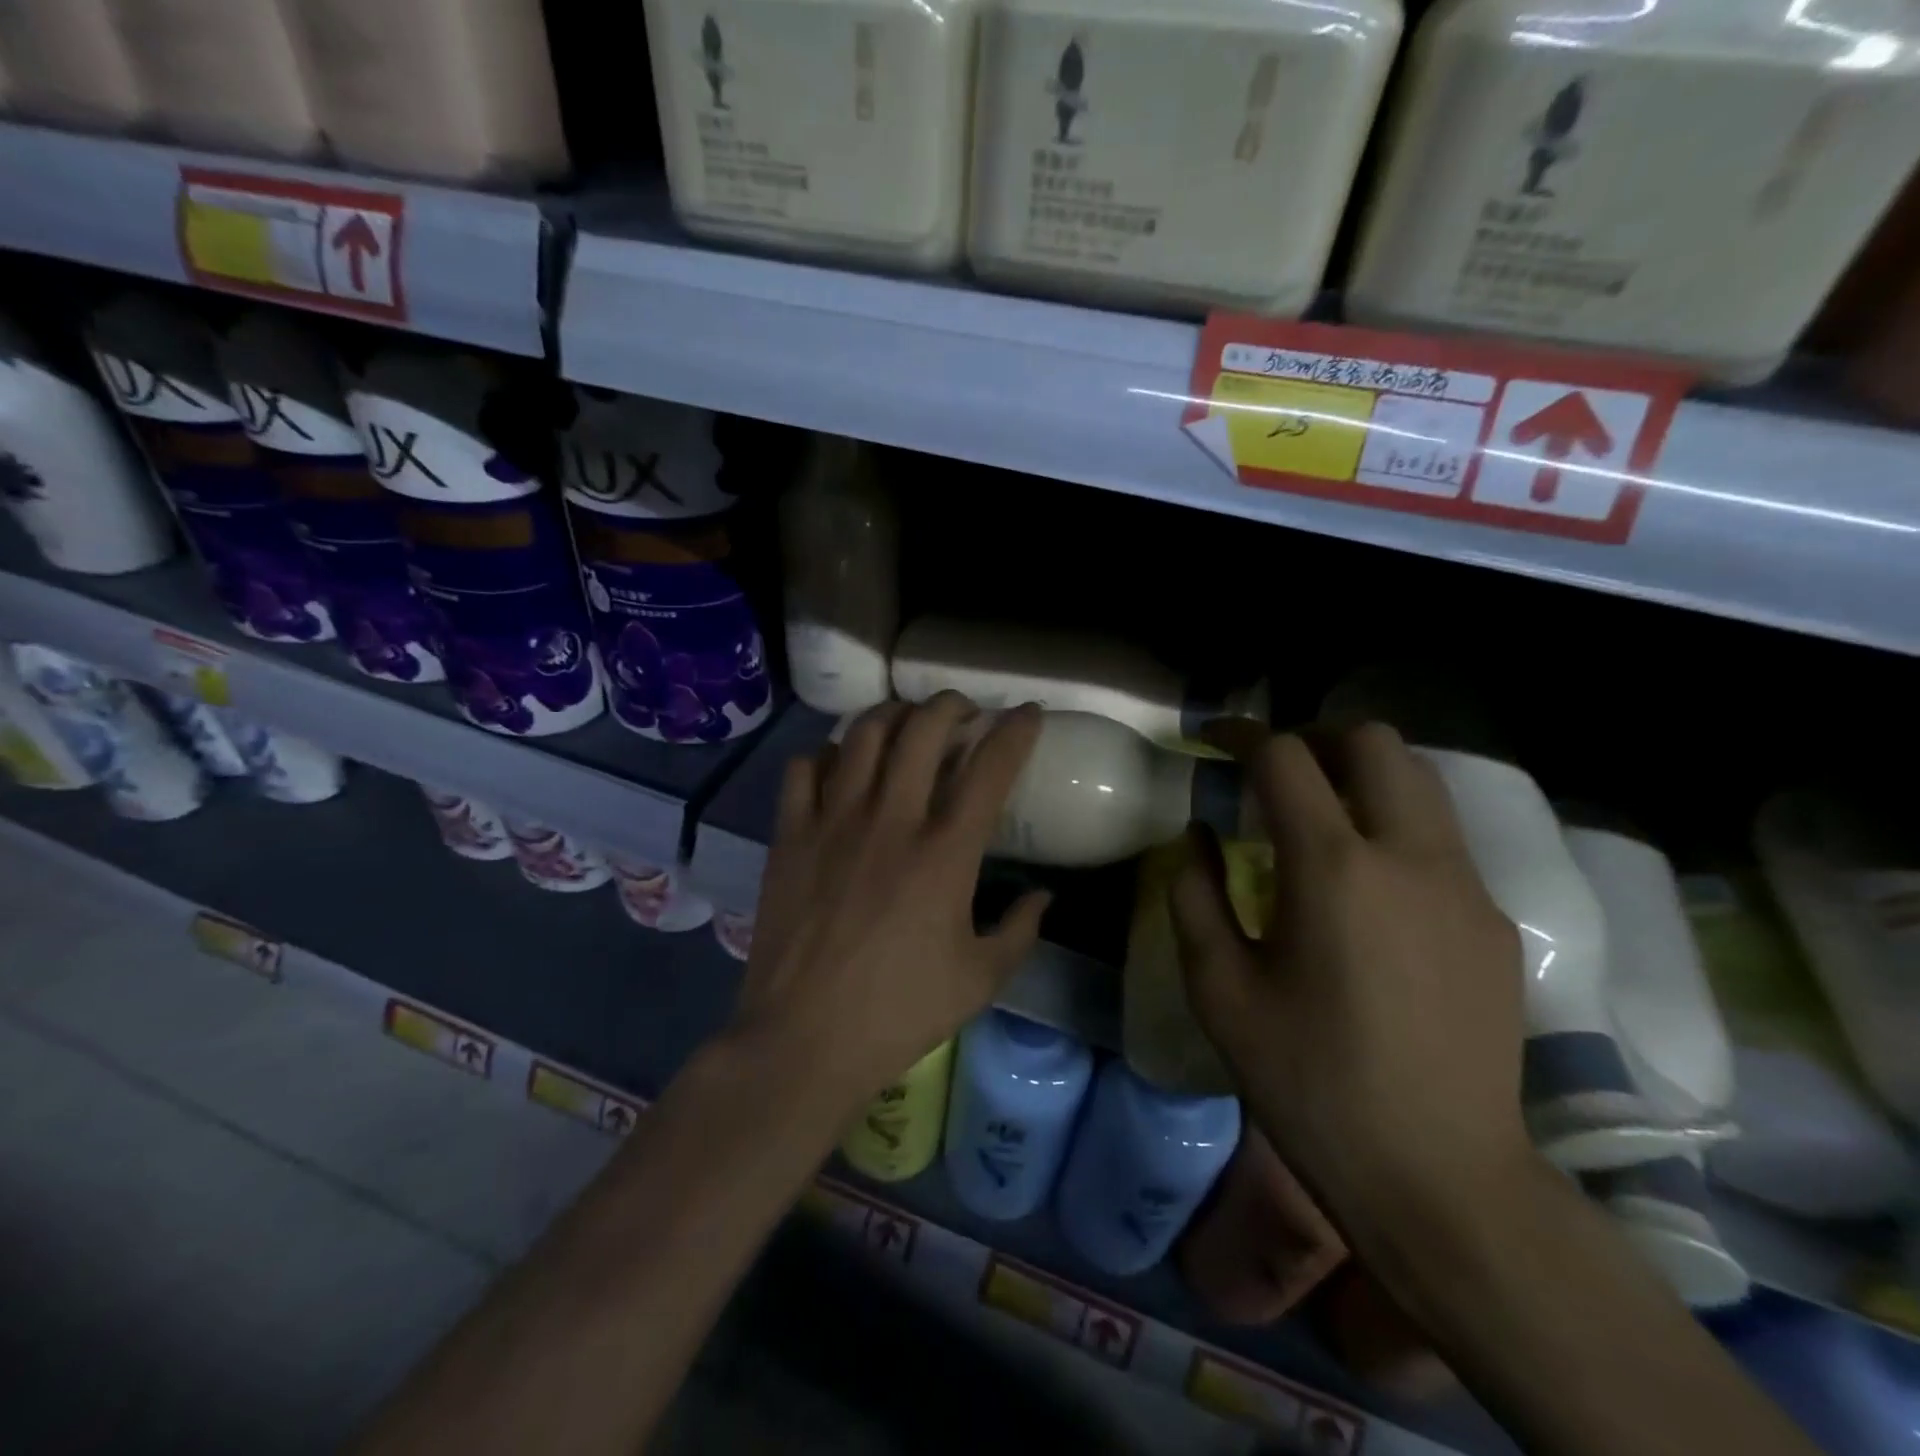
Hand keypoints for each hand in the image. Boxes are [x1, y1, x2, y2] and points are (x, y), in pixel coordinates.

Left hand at [729, 694, 1050, 1111]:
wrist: (803, 1040)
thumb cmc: (899, 1012)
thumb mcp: (980, 980)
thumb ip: (1020, 930)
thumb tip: (1044, 896)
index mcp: (945, 853)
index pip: (990, 768)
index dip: (1016, 731)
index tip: (1027, 713)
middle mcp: (891, 820)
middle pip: (923, 729)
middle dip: (950, 705)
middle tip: (962, 711)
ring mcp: (833, 822)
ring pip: (864, 735)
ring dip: (892, 715)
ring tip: (906, 722)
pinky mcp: (790, 835)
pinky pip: (805, 768)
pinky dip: (829, 754)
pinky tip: (841, 767)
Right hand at [1170, 722, 1532, 1225]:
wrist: (1437, 1174)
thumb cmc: (1307, 1080)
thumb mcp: (1218, 988)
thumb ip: (1194, 894)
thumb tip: (1197, 834)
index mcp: (1333, 868)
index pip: (1286, 758)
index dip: (1242, 735)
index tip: (1214, 741)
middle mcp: (1410, 855)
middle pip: (1372, 741)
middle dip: (1314, 738)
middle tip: (1274, 773)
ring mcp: (1465, 885)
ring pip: (1420, 779)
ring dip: (1362, 775)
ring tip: (1319, 816)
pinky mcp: (1493, 920)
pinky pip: (1441, 837)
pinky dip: (1395, 825)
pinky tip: (1368, 886)